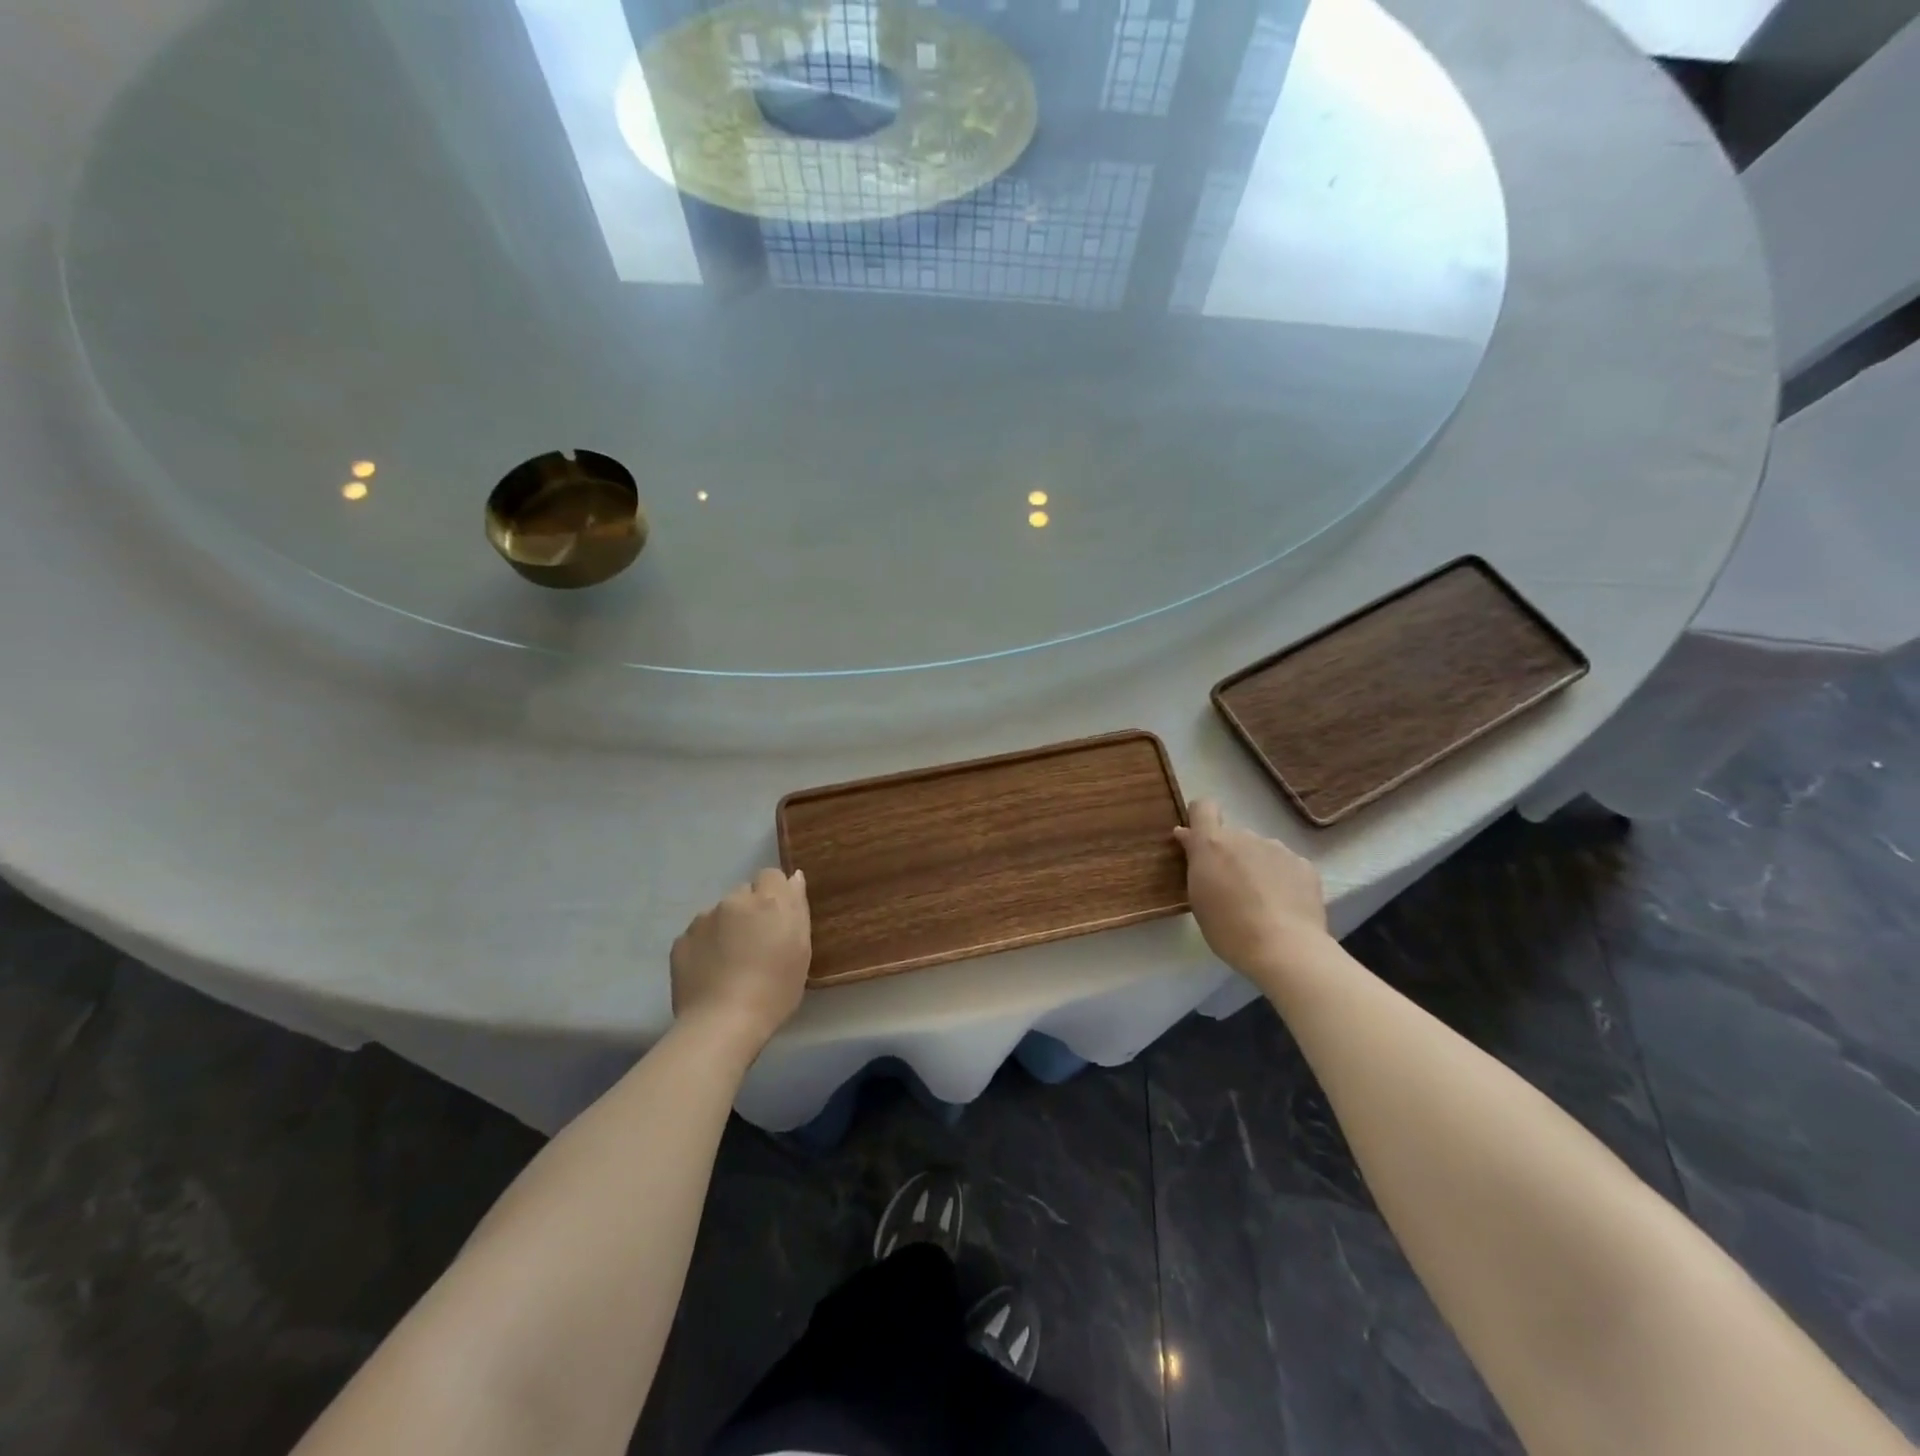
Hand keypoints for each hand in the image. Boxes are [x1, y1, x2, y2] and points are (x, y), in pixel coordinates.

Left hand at [670, 869, 811, 1050]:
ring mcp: (703, 919)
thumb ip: (797, 909)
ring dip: (726, 928)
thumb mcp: (802, 951)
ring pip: (719, 914)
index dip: (774, 894)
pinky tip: (710, 973)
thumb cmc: (774, 990)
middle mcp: (734, 901)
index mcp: (768, 901)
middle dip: (750, 911)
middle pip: (744, 894)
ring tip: (729, 963)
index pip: (771, 876)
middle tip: (755, 944)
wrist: (722, 1023)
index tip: (777, 920)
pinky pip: (698, 935)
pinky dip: (705, 947)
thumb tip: (794, 878)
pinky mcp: (680, 941)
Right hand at [1174, 799, 1327, 983]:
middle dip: (1230, 855)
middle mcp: (1245, 836)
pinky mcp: (1304, 865)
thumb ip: (1195, 862)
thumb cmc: (1228, 928)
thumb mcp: (1198, 897)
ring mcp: (1278, 848)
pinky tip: (1284, 906)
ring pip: (1261, 851)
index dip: (1200, 819)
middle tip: (1231, 889)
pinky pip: (1286, 865)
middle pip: (1233, 837)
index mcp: (1213, 843)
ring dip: (1256, 867)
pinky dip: (1282, 879)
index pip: (1204, 807)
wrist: (1285, 949)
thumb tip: (1188, 836)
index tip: (1198, 840)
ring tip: (1262, 902)